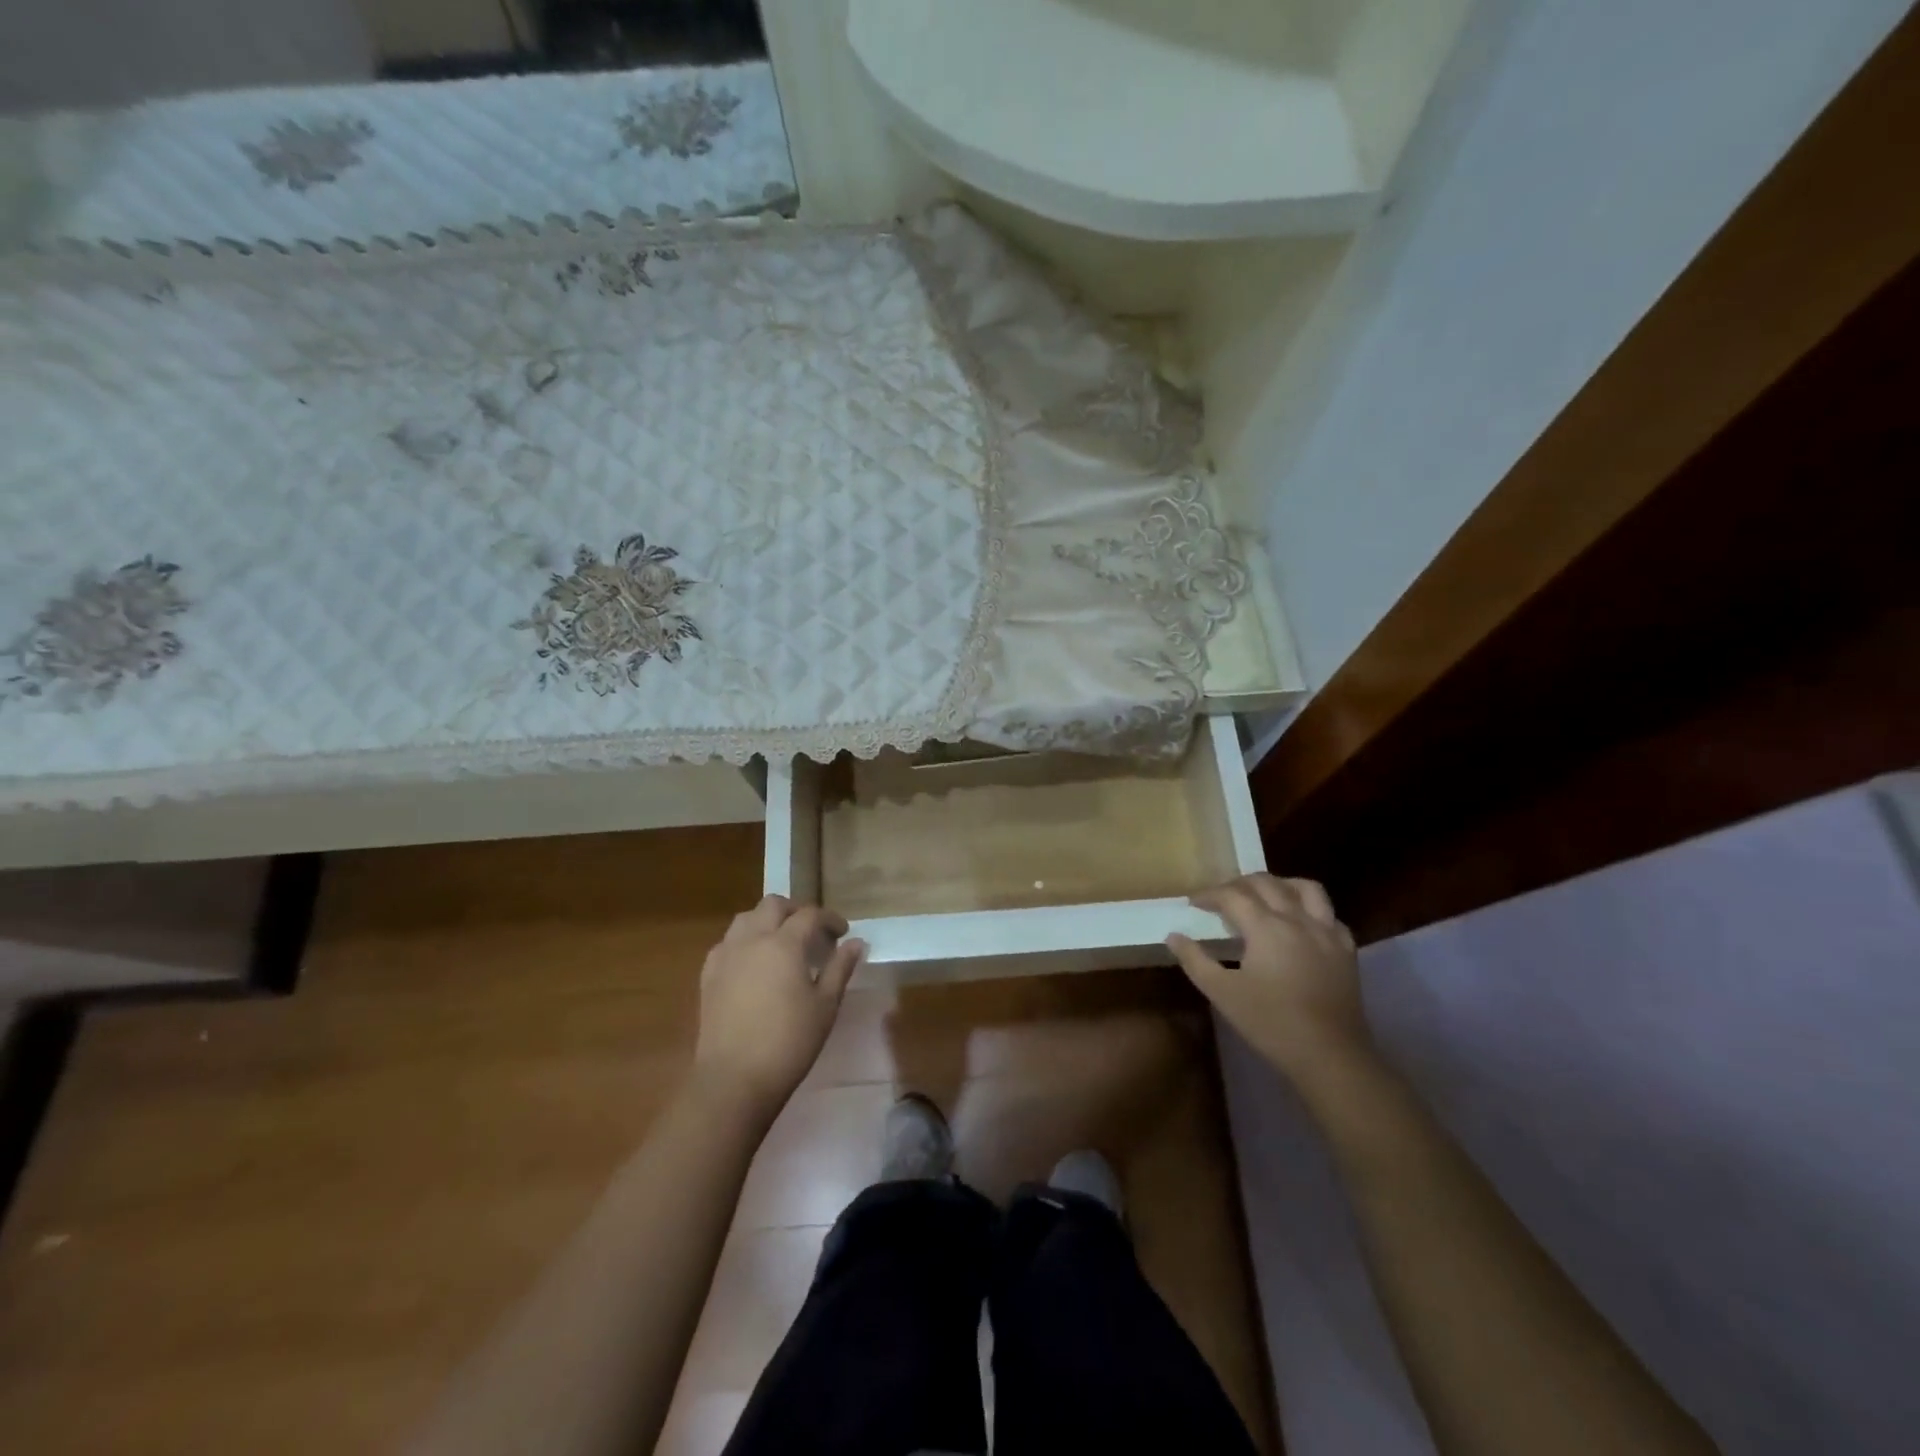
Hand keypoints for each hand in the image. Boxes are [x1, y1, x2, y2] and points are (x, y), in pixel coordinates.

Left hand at [694, 895, 864, 1112]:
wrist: (734, 1079)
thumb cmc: (789, 1043)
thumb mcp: (825, 1006)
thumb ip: (840, 969)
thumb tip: (856, 943)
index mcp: (784, 944)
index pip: (810, 915)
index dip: (830, 919)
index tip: (842, 934)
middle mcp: (752, 939)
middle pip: (773, 905)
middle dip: (796, 911)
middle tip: (812, 931)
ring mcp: (726, 955)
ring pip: (746, 918)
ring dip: (767, 920)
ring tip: (782, 941)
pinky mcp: (708, 974)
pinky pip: (728, 941)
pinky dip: (744, 940)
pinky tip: (754, 962)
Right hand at [1167, 874, 1372, 1089]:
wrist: (1330, 1056)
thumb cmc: (1271, 1023)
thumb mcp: (1222, 993)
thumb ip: (1195, 960)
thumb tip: (1174, 936)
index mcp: (1266, 926)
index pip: (1232, 895)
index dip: (1209, 895)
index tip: (1194, 903)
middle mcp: (1297, 919)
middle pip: (1266, 883)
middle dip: (1239, 884)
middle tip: (1222, 899)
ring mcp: (1327, 932)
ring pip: (1306, 888)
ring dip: (1280, 884)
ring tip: (1265, 896)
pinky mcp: (1346, 950)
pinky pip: (1330, 915)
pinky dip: (1311, 910)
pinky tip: (1302, 924)